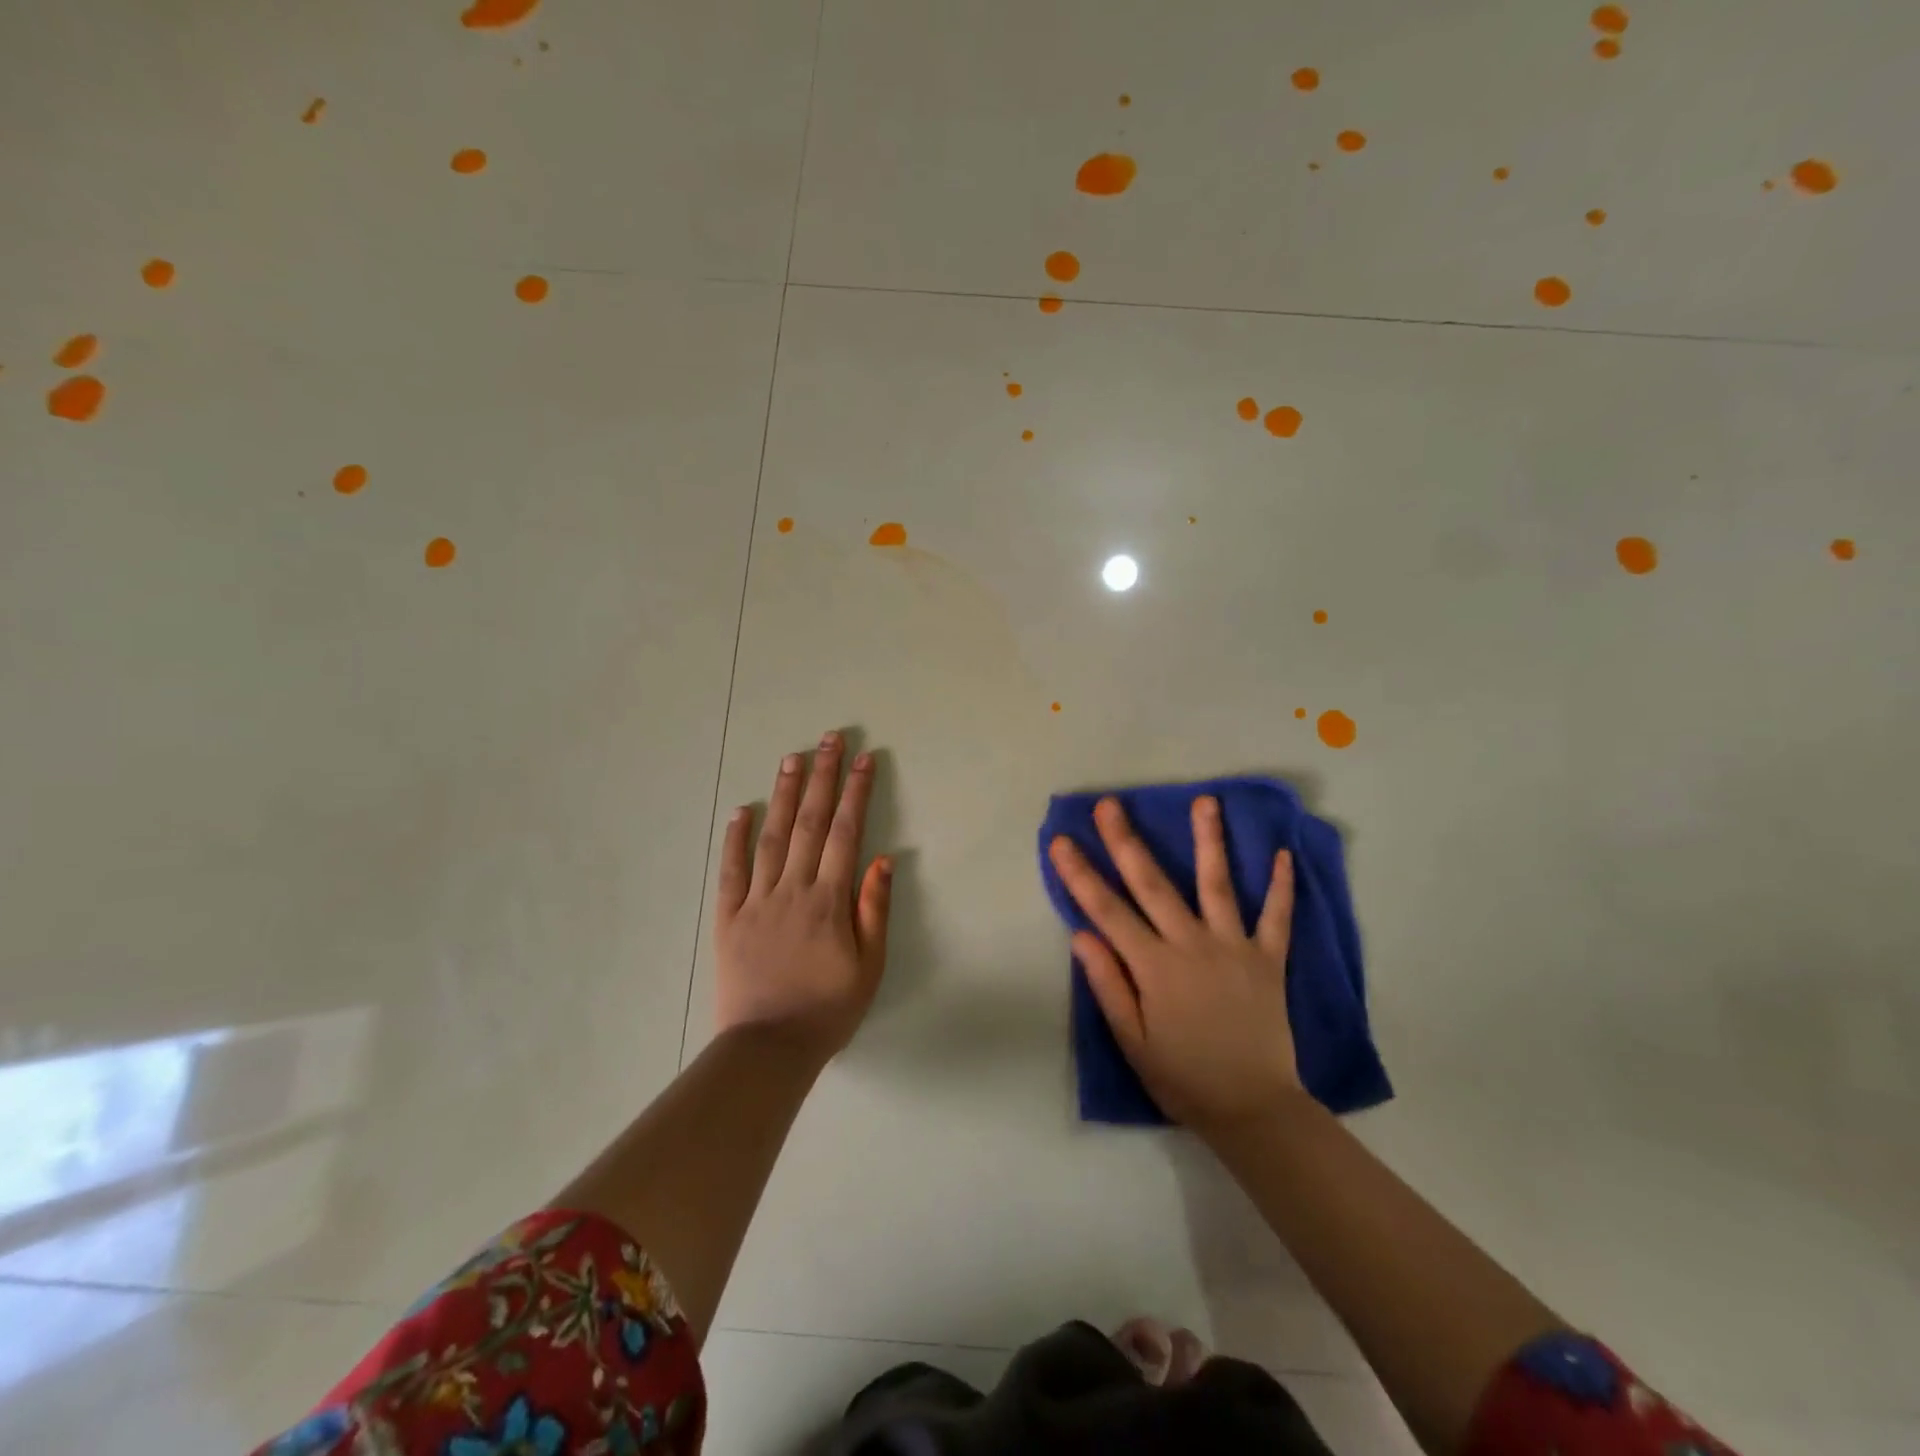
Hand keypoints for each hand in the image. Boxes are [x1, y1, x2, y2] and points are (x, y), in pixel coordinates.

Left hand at [715, 731, 891, 1061]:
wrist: (768, 1048)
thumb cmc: (827, 1009)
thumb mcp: (869, 966)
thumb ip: (874, 909)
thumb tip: (882, 857)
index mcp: (828, 900)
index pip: (846, 833)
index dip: (856, 792)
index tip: (864, 758)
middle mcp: (792, 889)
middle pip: (809, 822)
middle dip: (822, 777)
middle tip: (828, 739)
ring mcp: (757, 900)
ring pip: (771, 836)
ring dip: (783, 794)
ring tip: (792, 758)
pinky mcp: (728, 917)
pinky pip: (731, 871)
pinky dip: (734, 838)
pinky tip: (740, 810)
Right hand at [1048, 795, 1301, 1132]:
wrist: (1254, 1108)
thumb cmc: (1183, 1077)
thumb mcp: (1133, 1042)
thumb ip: (1109, 985)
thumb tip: (1081, 934)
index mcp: (1154, 967)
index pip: (1107, 911)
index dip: (1080, 874)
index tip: (1060, 841)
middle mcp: (1192, 945)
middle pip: (1153, 884)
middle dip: (1127, 841)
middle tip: (1110, 804)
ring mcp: (1234, 947)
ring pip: (1218, 884)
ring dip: (1209, 840)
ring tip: (1205, 801)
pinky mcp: (1269, 959)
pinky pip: (1277, 917)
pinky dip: (1281, 886)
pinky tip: (1284, 854)